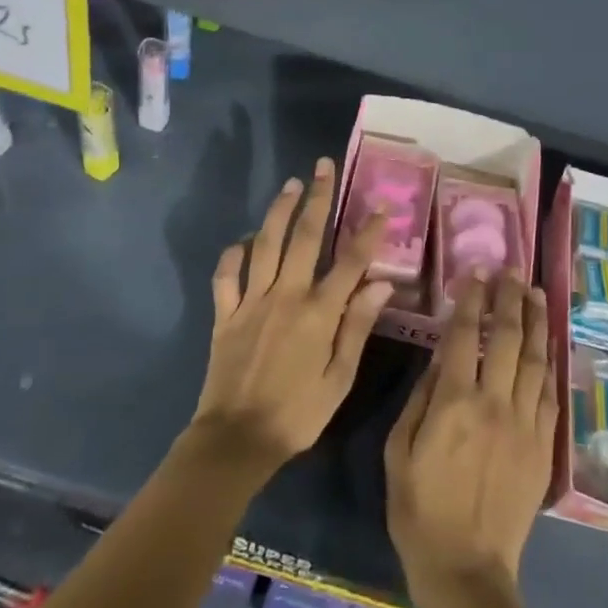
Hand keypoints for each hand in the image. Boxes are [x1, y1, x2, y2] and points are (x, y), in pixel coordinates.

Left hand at [190, 159, 391, 476]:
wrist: (236, 440)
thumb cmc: (297, 414)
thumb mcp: (339, 378)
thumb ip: (357, 327)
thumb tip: (381, 284)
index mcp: (318, 313)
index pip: (349, 262)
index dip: (367, 232)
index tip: (381, 205)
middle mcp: (285, 296)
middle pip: (304, 237)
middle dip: (318, 198)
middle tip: (324, 167)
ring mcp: (251, 301)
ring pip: (265, 244)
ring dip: (278, 210)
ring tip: (290, 185)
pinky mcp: (226, 314)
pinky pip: (226, 275)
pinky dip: (234, 253)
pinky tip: (244, 240)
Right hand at [385, 272, 559, 594]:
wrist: (466, 568)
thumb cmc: (419, 509)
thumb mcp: (398, 451)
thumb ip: (421, 399)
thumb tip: (441, 358)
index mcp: (453, 402)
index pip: (466, 335)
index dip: (472, 299)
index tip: (477, 272)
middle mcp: (494, 403)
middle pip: (507, 337)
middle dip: (510, 298)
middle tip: (513, 271)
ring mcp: (524, 423)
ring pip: (535, 359)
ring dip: (536, 321)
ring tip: (536, 292)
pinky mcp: (543, 445)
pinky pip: (550, 393)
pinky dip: (549, 362)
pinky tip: (547, 343)